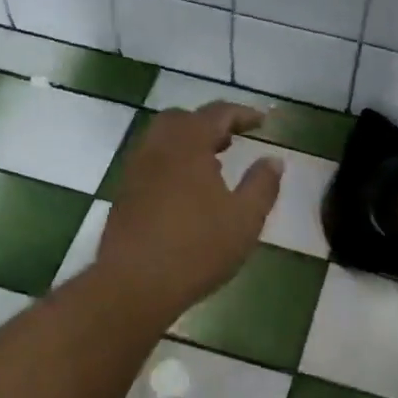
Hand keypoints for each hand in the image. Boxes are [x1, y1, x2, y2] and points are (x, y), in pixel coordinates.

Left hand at [96, 102, 281, 321]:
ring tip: (212, 166)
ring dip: (188, 144)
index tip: (263, 122)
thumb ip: (262, 185)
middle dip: (209, 124)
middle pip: (182, 120)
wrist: (134, 284)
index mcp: (188, 144)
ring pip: (161, 141)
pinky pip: (151, 164)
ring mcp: (135, 171)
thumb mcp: (245, 219)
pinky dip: (172, 164)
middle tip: (232, 140)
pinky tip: (187, 193)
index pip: (217, 113)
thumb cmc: (197, 248)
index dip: (243, 114)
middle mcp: (157, 148)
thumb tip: (274, 160)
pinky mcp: (124, 195)